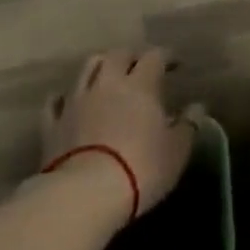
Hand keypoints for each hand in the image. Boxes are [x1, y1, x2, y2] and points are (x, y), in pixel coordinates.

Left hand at [42, 48, 195, 217]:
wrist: (85, 194)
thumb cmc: (141, 168)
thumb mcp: (177, 151)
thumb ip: (188, 125)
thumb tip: (197, 107)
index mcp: (140, 85)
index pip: (154, 57)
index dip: (166, 56)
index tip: (175, 64)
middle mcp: (106, 83)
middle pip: (117, 55)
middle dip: (131, 56)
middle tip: (141, 67)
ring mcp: (75, 101)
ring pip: (86, 69)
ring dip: (99, 67)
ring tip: (108, 77)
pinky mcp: (52, 124)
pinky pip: (55, 101)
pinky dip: (65, 97)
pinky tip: (69, 101)